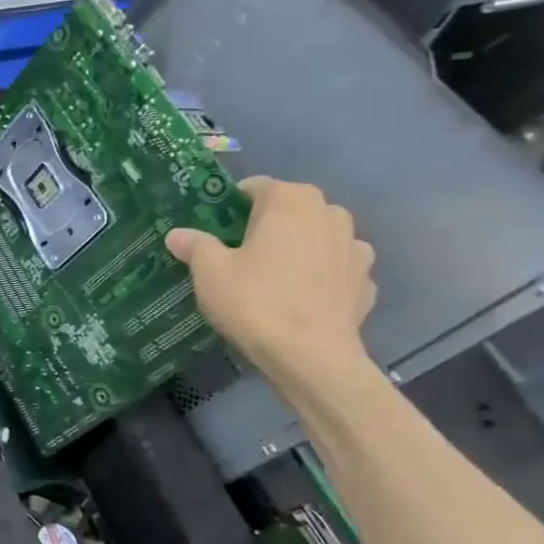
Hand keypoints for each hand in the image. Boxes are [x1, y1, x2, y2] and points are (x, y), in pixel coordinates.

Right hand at [166, 177, 377, 383]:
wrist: (311, 356)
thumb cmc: (255, 302)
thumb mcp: (209, 272)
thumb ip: (195, 245)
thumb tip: (178, 235)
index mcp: (291, 200)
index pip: (255, 187)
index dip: (230, 207)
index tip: (214, 231)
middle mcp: (330, 213)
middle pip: (290, 209)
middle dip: (266, 225)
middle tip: (238, 254)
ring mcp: (355, 247)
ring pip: (317, 237)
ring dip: (298, 248)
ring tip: (272, 277)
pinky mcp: (366, 281)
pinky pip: (336, 268)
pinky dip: (320, 276)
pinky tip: (300, 299)